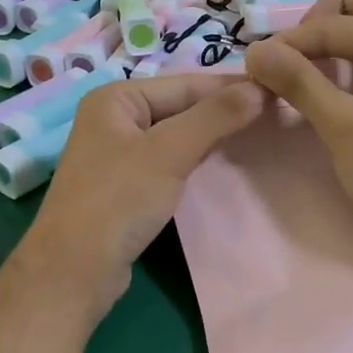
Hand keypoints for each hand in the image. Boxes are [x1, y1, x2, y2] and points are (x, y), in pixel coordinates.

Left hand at [19, 72, 265, 312]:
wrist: (75, 269)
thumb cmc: (119, 200)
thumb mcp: (168, 152)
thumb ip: (214, 117)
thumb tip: (259, 88)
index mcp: (115, 98)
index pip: (184, 83)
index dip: (231, 88)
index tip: (277, 90)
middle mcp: (113, 118)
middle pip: (180, 107)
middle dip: (223, 112)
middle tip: (274, 114)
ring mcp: (118, 154)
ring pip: (176, 135)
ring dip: (212, 136)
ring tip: (258, 135)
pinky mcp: (126, 185)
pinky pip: (169, 161)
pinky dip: (195, 160)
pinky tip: (223, 164)